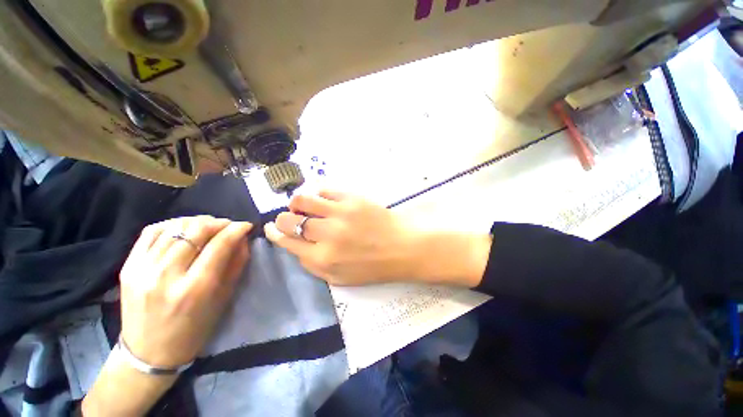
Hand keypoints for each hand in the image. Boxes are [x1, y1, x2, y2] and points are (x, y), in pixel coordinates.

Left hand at [119, 216, 251, 366]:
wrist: (149, 353)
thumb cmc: (194, 329)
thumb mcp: (223, 299)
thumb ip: (236, 264)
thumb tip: (242, 238)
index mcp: (195, 288)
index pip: (219, 245)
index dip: (236, 229)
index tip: (246, 225)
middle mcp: (166, 275)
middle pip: (196, 231)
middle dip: (218, 222)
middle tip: (228, 225)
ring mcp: (142, 269)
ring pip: (174, 227)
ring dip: (197, 222)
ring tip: (208, 226)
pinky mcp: (128, 267)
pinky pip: (151, 232)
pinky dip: (172, 224)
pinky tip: (183, 229)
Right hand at [264, 191, 490, 286]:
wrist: (403, 247)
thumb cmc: (373, 267)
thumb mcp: (340, 278)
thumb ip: (313, 264)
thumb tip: (296, 245)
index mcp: (322, 258)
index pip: (287, 241)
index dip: (274, 233)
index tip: (270, 228)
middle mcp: (327, 234)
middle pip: (290, 220)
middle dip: (282, 218)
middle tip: (288, 218)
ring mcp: (340, 213)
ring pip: (303, 199)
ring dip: (297, 203)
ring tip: (302, 206)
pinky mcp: (352, 198)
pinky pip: (325, 191)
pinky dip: (318, 195)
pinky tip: (323, 201)